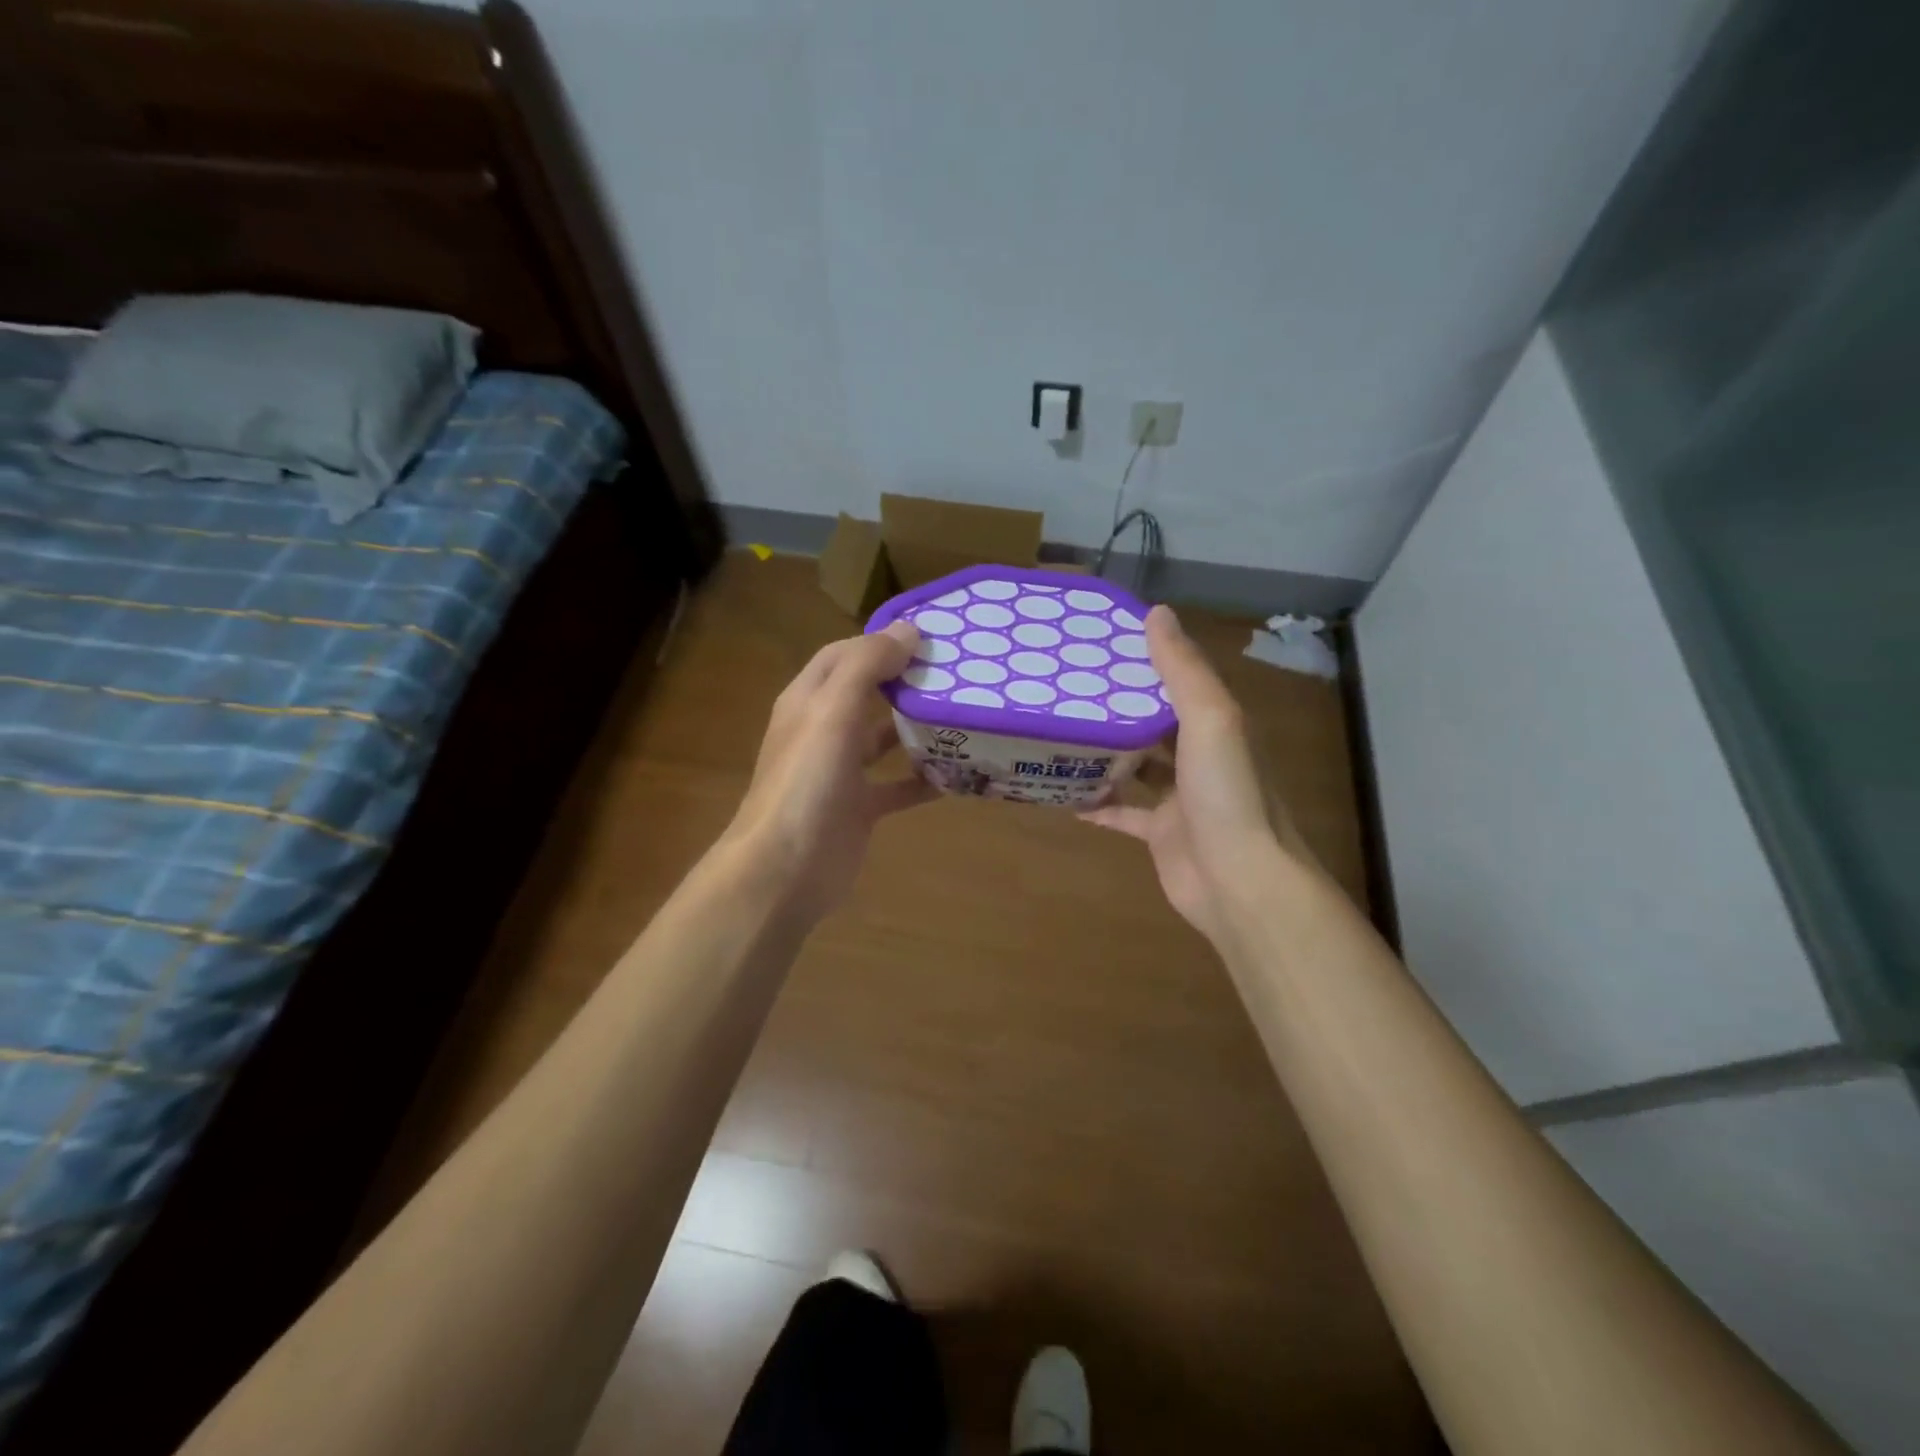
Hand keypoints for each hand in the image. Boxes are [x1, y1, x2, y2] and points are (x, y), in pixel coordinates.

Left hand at [725, 621, 935, 919]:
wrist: (785, 869)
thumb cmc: (806, 781)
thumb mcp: (832, 711)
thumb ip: (866, 666)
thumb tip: (908, 629)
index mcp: (808, 700)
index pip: (844, 655)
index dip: (880, 641)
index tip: (930, 636)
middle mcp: (822, 731)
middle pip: (866, 694)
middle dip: (905, 681)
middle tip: (956, 672)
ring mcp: (840, 772)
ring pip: (883, 739)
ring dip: (916, 728)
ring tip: (962, 714)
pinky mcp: (859, 808)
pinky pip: (897, 786)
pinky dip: (923, 779)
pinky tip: (958, 773)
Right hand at [1081, 606, 1296, 947]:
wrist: (1241, 882)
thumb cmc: (1227, 793)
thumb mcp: (1210, 718)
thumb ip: (1183, 669)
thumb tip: (1157, 612)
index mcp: (1216, 724)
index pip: (1177, 680)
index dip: (1144, 660)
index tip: (1099, 643)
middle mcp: (1200, 756)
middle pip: (1153, 722)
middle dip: (1117, 706)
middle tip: (1066, 686)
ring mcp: (1180, 798)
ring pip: (1136, 765)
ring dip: (1104, 752)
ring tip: (1059, 731)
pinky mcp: (1160, 833)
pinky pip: (1121, 812)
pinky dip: (1096, 803)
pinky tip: (1062, 793)